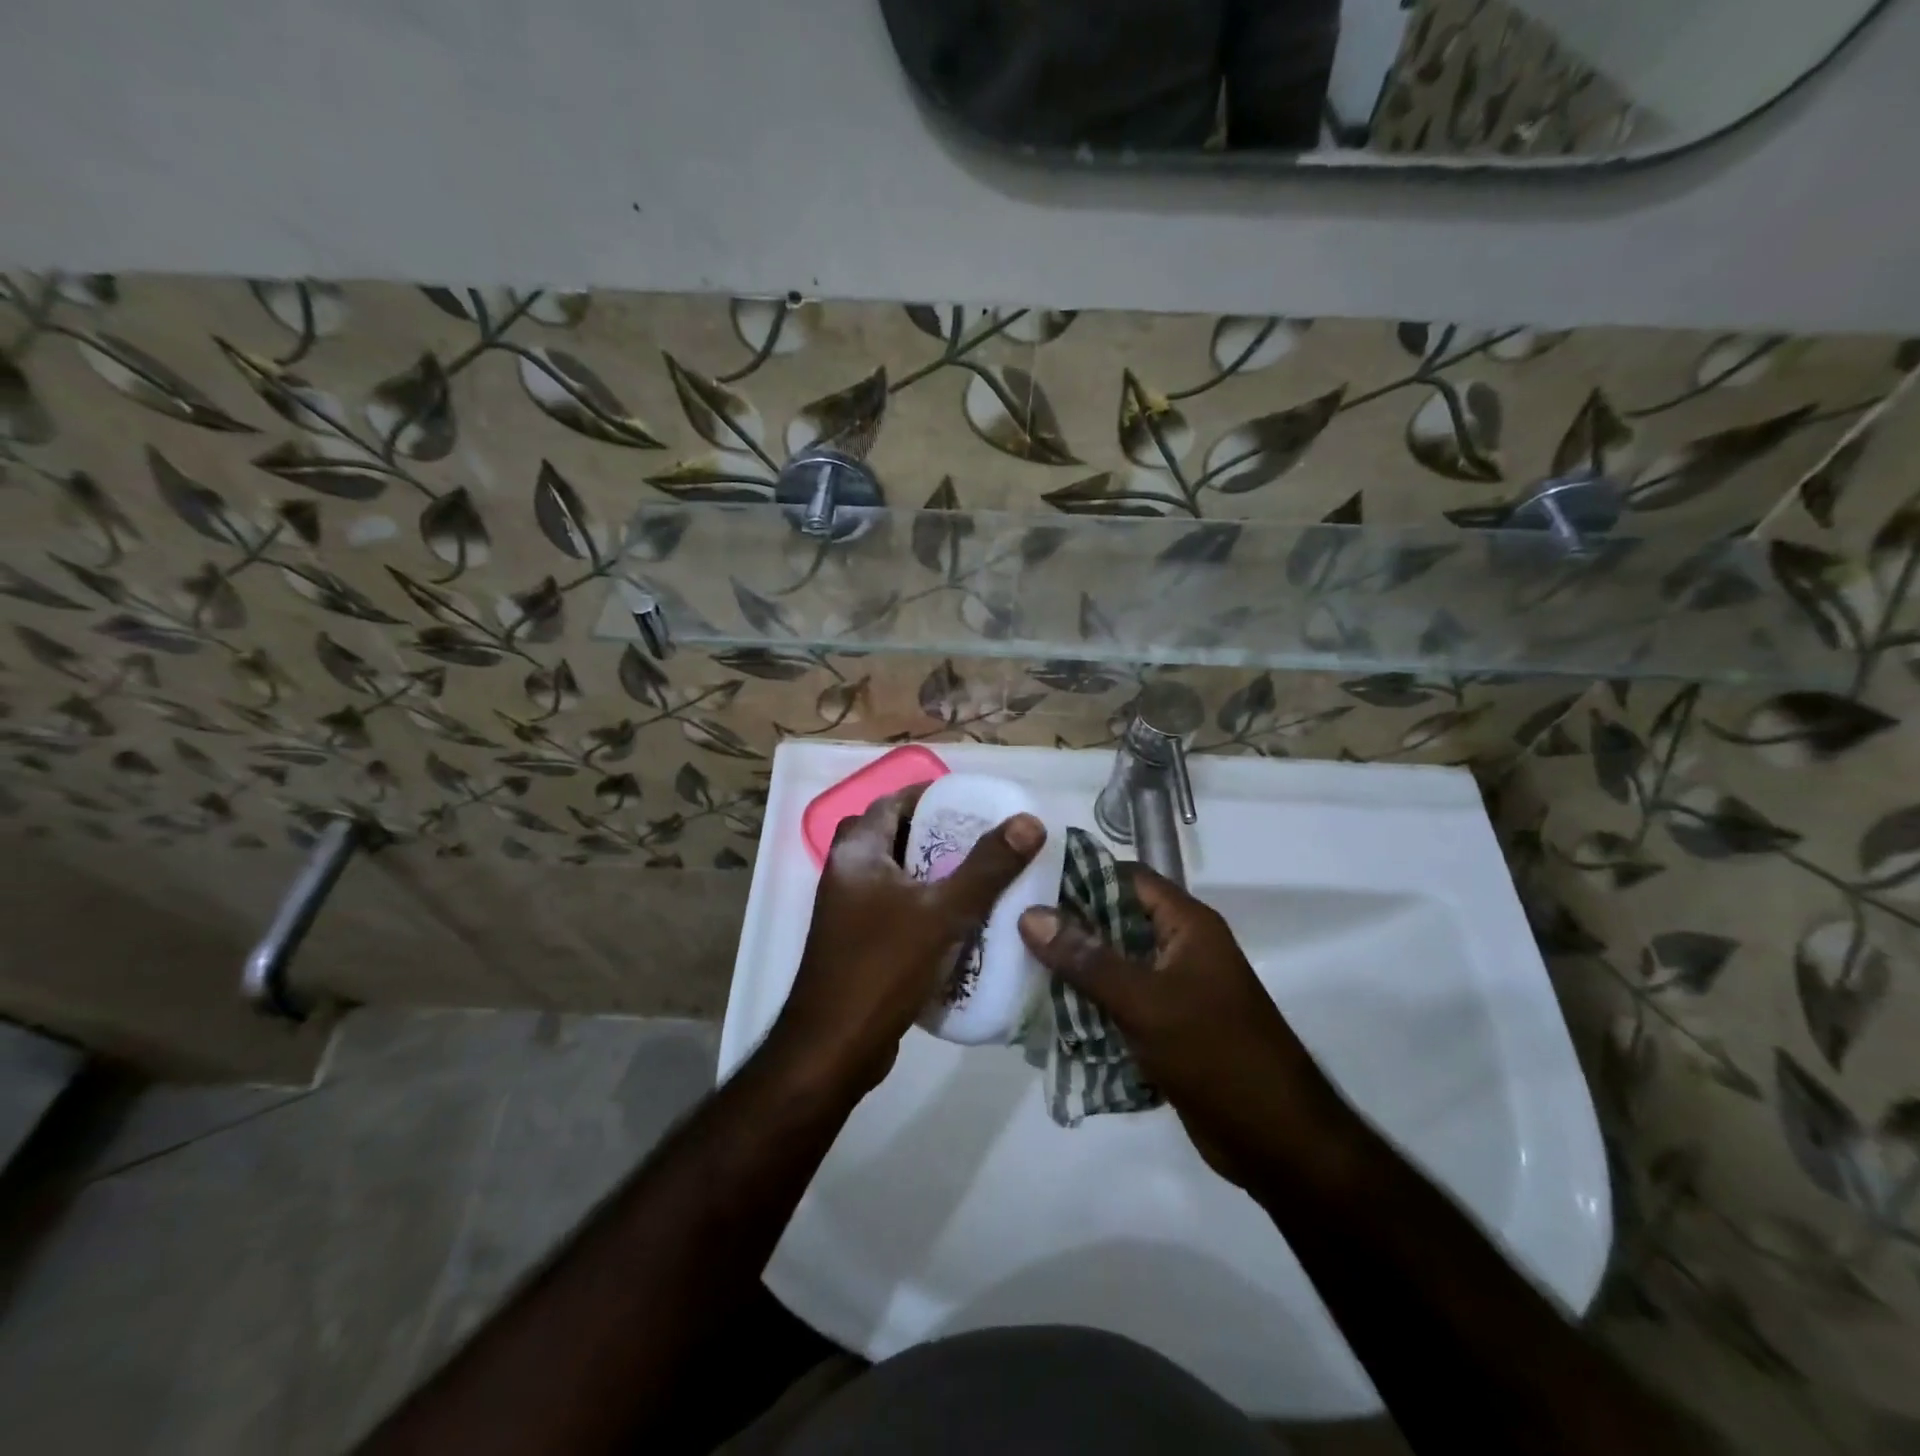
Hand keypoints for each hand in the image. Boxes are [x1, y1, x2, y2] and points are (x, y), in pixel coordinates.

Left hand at [772, 785, 1045, 1095]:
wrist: (834, 1049)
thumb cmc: (883, 967)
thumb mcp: (942, 912)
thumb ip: (987, 867)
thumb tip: (1029, 822)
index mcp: (857, 853)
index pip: (892, 802)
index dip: (931, 797)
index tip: (974, 803)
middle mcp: (847, 874)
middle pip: (897, 837)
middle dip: (939, 836)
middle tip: (984, 841)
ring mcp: (850, 912)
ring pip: (899, 877)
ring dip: (936, 874)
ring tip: (984, 877)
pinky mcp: (861, 945)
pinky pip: (900, 910)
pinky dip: (928, 908)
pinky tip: (964, 923)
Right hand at [1018, 868, 1354, 1191]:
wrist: (1275, 1139)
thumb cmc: (1215, 1053)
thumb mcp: (1145, 1001)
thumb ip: (1086, 958)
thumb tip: (1030, 914)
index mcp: (1186, 924)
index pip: (1127, 878)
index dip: (1080, 875)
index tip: (1028, 882)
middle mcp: (1179, 947)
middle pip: (1114, 921)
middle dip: (1067, 927)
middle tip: (1011, 927)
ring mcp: (1173, 988)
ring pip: (1112, 965)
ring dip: (1073, 970)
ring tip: (1016, 966)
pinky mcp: (1166, 1026)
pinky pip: (1118, 1003)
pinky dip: (1088, 1006)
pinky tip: (1045, 1012)